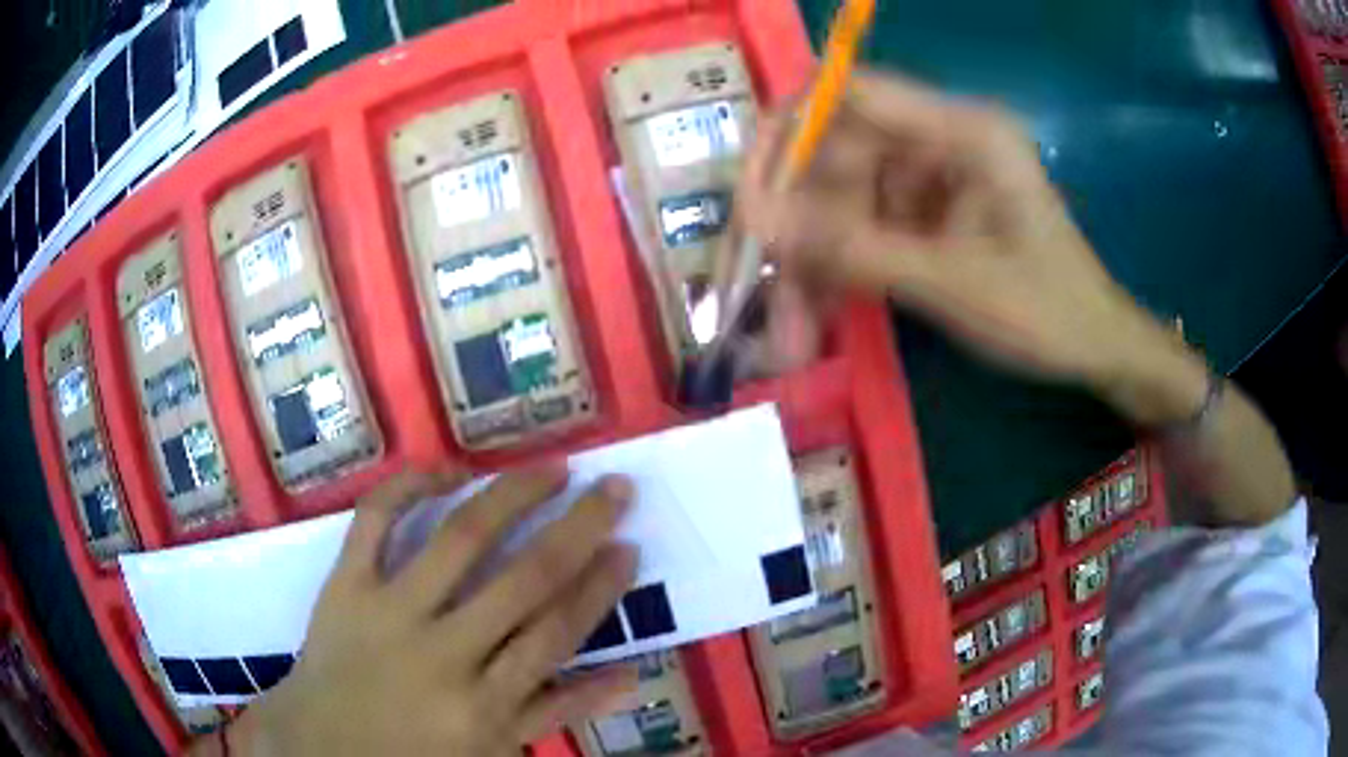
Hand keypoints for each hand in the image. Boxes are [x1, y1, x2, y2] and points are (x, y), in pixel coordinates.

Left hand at [230, 465, 638, 755]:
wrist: (323, 745)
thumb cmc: (415, 754)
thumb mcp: (495, 749)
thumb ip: (559, 713)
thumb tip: (629, 677)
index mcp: (485, 703)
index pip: (555, 633)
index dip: (598, 587)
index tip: (628, 546)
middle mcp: (444, 652)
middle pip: (523, 580)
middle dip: (578, 529)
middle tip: (614, 488)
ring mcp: (389, 611)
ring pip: (458, 540)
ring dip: (511, 497)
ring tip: (552, 468)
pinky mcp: (344, 585)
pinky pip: (373, 522)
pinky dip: (406, 487)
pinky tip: (447, 469)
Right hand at [744, 72, 1207, 423]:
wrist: (1094, 348)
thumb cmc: (1046, 312)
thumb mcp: (953, 285)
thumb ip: (857, 249)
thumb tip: (761, 223)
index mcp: (962, 132)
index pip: (850, 95)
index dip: (790, 133)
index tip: (752, 196)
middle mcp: (938, 142)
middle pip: (836, 159)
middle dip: (797, 228)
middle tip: (757, 288)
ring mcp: (929, 180)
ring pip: (841, 205)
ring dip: (811, 266)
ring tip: (790, 334)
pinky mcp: (924, 215)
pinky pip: (862, 231)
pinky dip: (837, 275)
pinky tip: (816, 320)